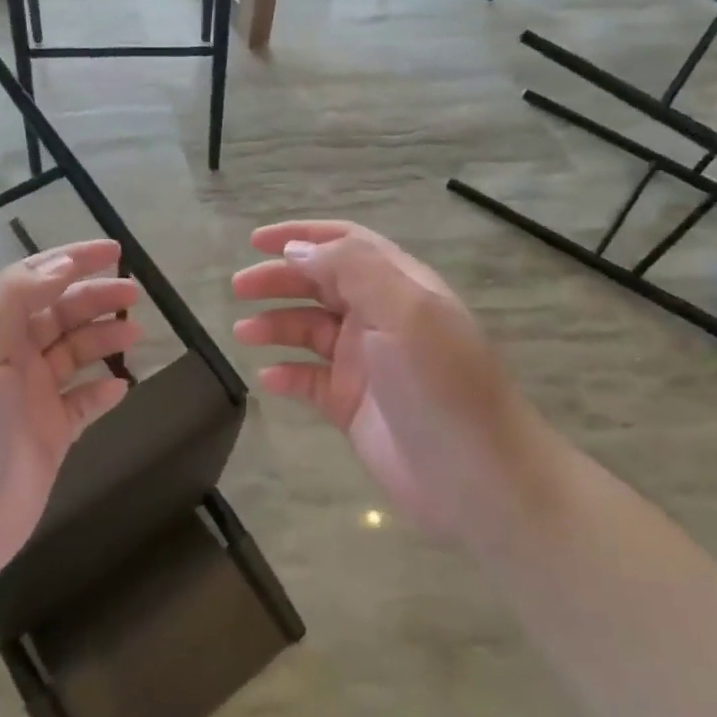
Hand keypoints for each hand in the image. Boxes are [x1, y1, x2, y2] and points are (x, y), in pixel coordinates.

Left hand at [0, 240, 141, 604]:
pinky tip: (122, 386)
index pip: (32, 281)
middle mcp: (8, 360)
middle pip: (58, 314)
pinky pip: (81, 403)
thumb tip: (60, 265)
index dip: (71, 260)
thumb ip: (13, 303)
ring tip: (135, 336)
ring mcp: (28, 400)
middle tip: (135, 294)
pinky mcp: (47, 438)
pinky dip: (102, 391)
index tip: (114, 251)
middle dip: (95, 297)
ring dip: (103, 339)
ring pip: (73, 354)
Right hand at [232, 220, 547, 543]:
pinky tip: (268, 378)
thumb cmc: (441, 385)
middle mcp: (382, 318)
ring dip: (276, 325)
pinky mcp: (354, 406)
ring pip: (310, 331)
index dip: (302, 236)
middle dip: (279, 280)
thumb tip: (298, 250)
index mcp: (399, 287)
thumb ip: (352, 270)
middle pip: (321, 284)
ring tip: (243, 333)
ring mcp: (367, 363)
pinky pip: (311, 380)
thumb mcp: (405, 312)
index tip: (256, 240)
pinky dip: (288, 374)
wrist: (478, 480)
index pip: (346, 244)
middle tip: (239, 288)